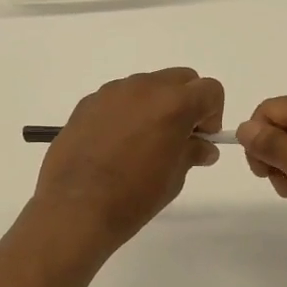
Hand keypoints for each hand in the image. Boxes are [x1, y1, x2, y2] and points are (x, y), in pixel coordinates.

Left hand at [32, 68, 224, 251]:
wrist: (75, 208)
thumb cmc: (133, 197)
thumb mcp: (174, 178)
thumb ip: (192, 152)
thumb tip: (202, 147)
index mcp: (173, 104)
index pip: (210, 89)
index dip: (212, 114)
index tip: (200, 139)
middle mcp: (144, 87)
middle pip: (180, 78)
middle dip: (187, 102)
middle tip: (177, 137)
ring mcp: (112, 92)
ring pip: (147, 85)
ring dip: (155, 105)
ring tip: (142, 143)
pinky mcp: (88, 102)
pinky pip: (119, 98)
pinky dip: (127, 112)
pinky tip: (115, 145)